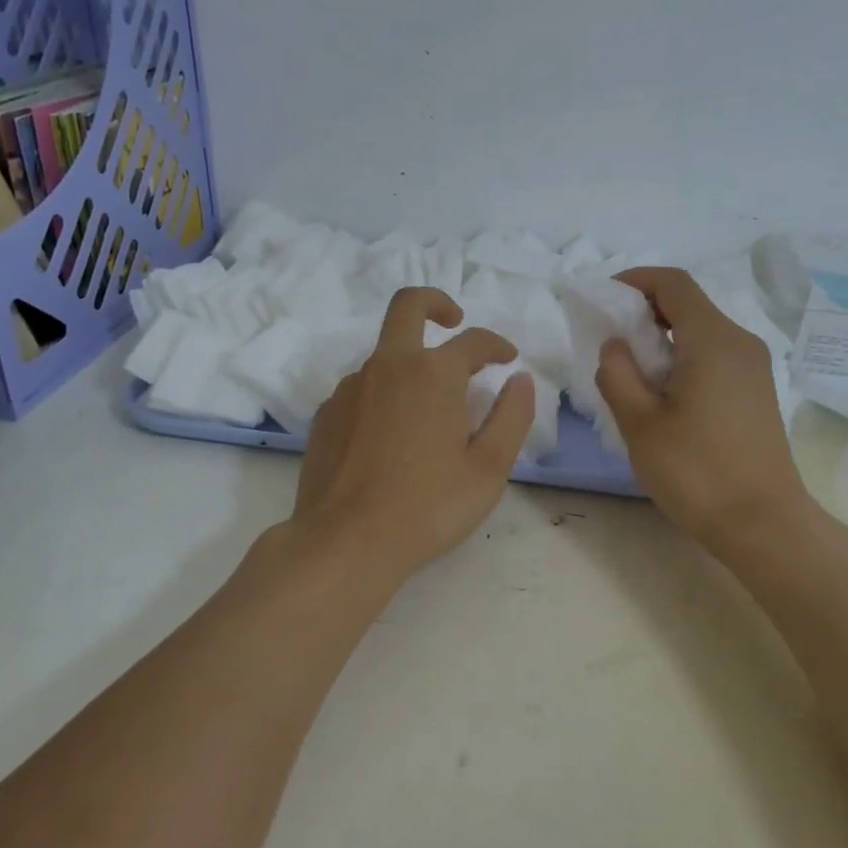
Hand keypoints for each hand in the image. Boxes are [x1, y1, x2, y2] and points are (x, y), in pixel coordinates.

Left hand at [292, 287, 535, 584]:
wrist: (346, 543)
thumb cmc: (428, 506)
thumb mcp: (488, 468)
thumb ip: (512, 417)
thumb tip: (520, 380)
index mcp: (433, 374)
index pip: (473, 341)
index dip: (496, 345)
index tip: (508, 359)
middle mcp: (387, 367)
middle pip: (408, 306)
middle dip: (436, 303)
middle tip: (454, 321)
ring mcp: (349, 389)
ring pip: (383, 355)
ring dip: (410, 363)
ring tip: (430, 408)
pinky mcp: (326, 415)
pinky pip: (361, 389)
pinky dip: (383, 395)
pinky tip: (391, 436)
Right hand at [596, 268, 814, 555]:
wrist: (763, 523)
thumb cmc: (696, 472)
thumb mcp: (640, 423)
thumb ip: (618, 374)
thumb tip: (616, 345)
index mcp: (713, 340)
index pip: (673, 283)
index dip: (635, 281)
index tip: (603, 299)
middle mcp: (740, 342)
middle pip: (689, 304)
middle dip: (645, 311)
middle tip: (609, 340)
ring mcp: (754, 367)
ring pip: (702, 331)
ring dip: (663, 337)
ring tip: (631, 371)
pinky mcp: (757, 391)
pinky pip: (715, 355)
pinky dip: (684, 357)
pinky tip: (664, 393)